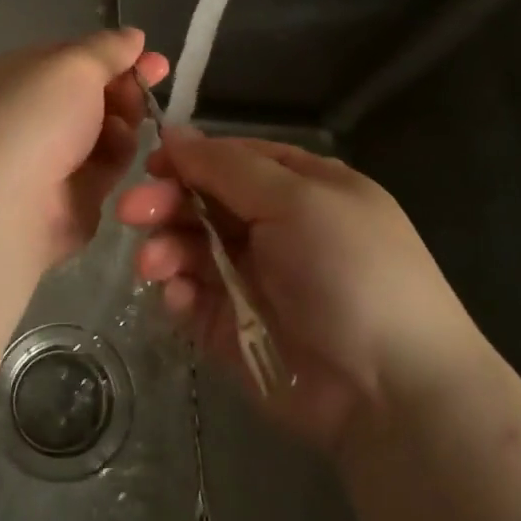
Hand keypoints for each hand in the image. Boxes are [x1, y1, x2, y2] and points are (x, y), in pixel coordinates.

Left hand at [0, 28, 169, 269]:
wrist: (7, 207)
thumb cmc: (34, 120)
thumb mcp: (74, 67)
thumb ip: (107, 48)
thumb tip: (133, 36)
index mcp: (13, 77)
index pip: (69, 57)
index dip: (111, 54)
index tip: (150, 57)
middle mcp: (27, 114)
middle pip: (89, 93)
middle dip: (123, 87)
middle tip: (151, 84)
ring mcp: (47, 157)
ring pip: (101, 129)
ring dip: (122, 119)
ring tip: (128, 121)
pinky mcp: (70, 194)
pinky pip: (103, 165)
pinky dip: (116, 154)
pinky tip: (120, 150)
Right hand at [117, 130, 485, 455]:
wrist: (389, 389)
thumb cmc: (349, 270)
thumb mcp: (298, 200)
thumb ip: (228, 167)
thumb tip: (175, 132)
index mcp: (301, 188)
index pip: (233, 160)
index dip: (190, 159)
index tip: (151, 165)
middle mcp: (274, 228)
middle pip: (203, 202)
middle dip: (165, 203)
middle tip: (130, 213)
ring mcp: (252, 279)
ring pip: (190, 249)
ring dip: (165, 248)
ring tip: (154, 265)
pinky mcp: (232, 326)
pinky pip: (191, 298)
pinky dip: (177, 293)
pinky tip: (176, 297)